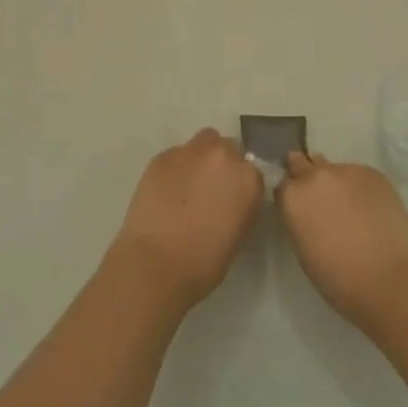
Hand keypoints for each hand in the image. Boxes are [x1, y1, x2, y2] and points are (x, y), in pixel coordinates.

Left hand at [111, 128, 263, 313]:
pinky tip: (166, 191)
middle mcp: (222, 155)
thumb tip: (231, 197)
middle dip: (222, 164)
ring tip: (188, 186)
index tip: (232, 200)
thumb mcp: (238, 234)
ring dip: (200, 159)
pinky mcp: (162, 155)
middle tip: (210, 189)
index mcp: (247, 178)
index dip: (240, 185)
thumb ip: (241, 204)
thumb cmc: (204, 261)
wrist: (156, 262)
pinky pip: (176, 155)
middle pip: (228, 147)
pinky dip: (176, 168)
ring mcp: (190, 152)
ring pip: (201, 143)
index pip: (252, 170)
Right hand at [276, 152, 407, 330]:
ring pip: (333, 169)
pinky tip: (371, 209)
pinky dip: (360, 187)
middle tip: (319, 199)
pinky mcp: (373, 173)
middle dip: (306, 176)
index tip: (300, 208)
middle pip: (302, 163)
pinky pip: (359, 175)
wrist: (391, 281)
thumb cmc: (340, 280)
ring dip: (335, 182)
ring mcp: (346, 170)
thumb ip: (300, 220)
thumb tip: (307, 211)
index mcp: (293, 197)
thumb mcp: (304, 250)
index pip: (283, 184)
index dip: (291, 196)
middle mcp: (315, 175)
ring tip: (350, 207)